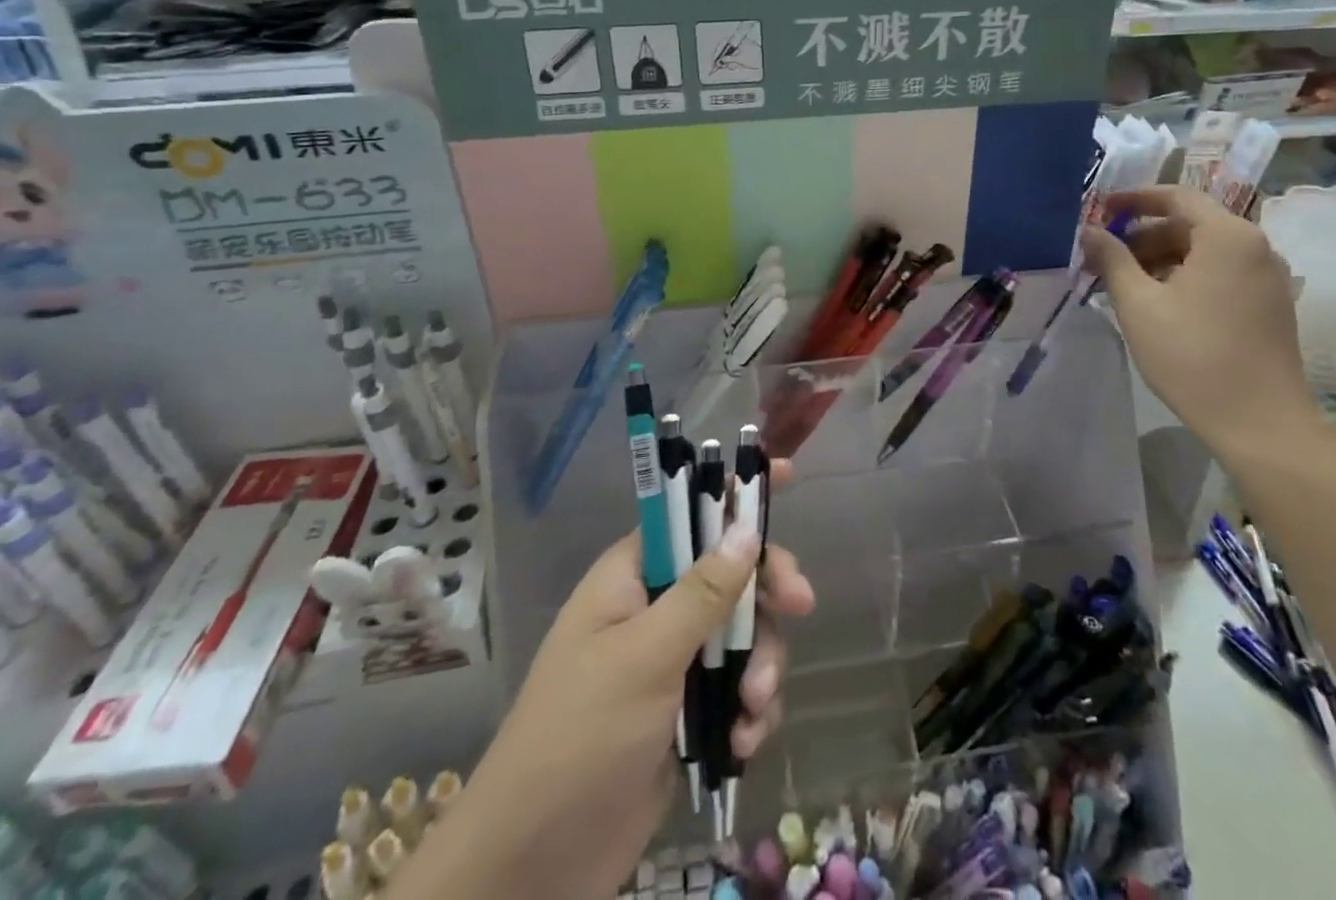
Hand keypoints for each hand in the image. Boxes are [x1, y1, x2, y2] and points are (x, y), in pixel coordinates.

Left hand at [399, 463, 814, 899]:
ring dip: (760, 666)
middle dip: (765, 592)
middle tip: (800, 604)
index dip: (734, 491)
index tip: (786, 476)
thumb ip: (702, 592)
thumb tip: (747, 528)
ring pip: (743, 633)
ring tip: (754, 709)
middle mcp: (654, 608)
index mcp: (632, 576)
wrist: (534, 868)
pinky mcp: (689, 713)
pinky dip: (751, 710)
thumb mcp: (645, 657)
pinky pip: (739, 687)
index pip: (688, 511)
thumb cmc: (580, 739)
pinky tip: (744, 742)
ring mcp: (673, 662)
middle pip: (730, 572)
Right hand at [1082, 186, 1324, 457]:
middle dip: (1143, 236)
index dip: (1134, 198)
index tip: (1100, 209)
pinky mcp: (1270, 304)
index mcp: (1228, 236)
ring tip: (1123, 284)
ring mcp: (1267, 277)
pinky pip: (1221, 273)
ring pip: (1205, 251)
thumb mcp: (1139, 304)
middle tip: (1103, 256)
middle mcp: (1255, 246)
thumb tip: (1089, 230)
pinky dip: (1186, 276)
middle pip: (1191, 224)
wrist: (1261, 424)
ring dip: (1162, 259)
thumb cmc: (1194, 356)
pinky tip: (1157, 303)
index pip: (1176, 196)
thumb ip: (1112, 259)